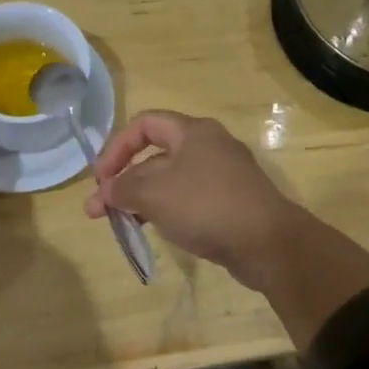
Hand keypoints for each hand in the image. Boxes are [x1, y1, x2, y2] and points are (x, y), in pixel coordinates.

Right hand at [87, 110, 298, 283]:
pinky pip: (188, 200)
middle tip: (100, 210)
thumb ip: (122, 189)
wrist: (269, 244)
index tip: (100, 178)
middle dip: (123, 181)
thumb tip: (104, 191)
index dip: (116, 147)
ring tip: (121, 223)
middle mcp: (209, 147)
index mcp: (193, 132)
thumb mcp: (154, 194)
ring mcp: (222, 176)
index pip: (144, 124)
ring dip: (141, 198)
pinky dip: (166, 210)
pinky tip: (154, 230)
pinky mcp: (230, 203)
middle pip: (155, 155)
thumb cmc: (206, 206)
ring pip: (170, 180)